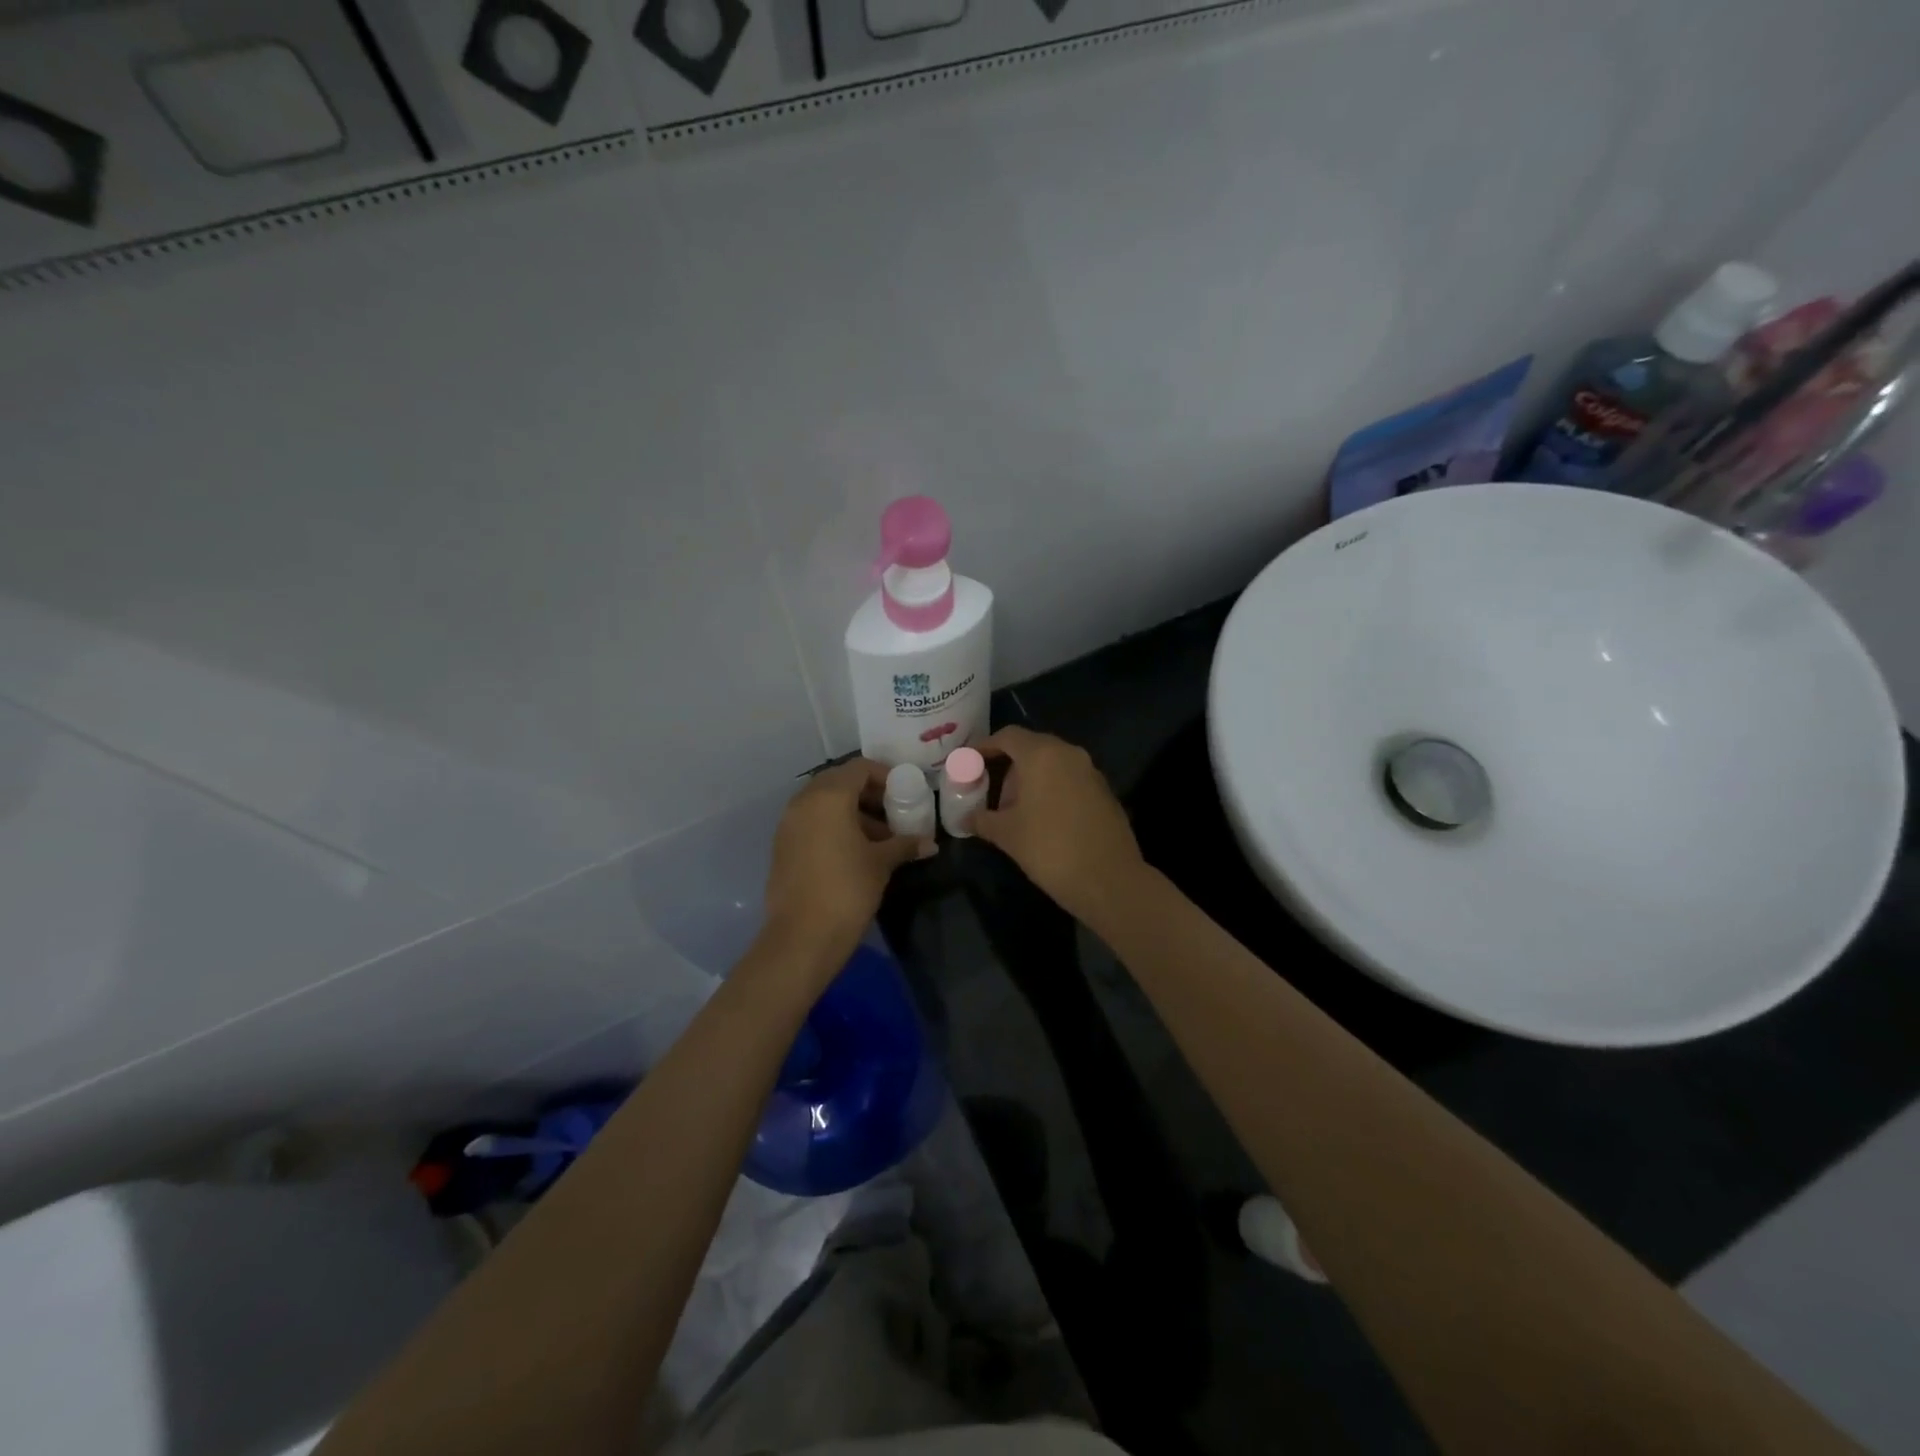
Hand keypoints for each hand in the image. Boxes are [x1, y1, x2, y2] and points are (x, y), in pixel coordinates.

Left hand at [763, 759, 933, 962]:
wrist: (802, 936)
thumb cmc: (847, 889)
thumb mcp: (881, 863)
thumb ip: (905, 844)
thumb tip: (930, 843)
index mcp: (829, 796)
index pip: (860, 768)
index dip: (885, 776)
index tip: (905, 793)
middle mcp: (804, 801)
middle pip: (840, 782)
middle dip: (868, 794)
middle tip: (894, 813)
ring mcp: (788, 823)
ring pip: (824, 804)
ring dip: (852, 812)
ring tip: (880, 838)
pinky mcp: (782, 846)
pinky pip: (812, 822)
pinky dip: (833, 827)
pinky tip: (856, 852)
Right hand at [974, 726, 1146, 922]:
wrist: (1109, 880)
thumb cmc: (1049, 849)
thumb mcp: (1007, 834)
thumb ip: (982, 820)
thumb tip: (965, 819)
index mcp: (1042, 755)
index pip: (1007, 736)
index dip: (984, 746)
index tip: (968, 761)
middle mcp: (1069, 754)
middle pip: (1031, 747)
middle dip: (1008, 766)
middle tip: (991, 792)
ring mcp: (1091, 772)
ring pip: (1053, 764)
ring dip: (1031, 780)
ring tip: (1016, 811)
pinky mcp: (1105, 792)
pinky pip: (1070, 780)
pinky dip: (1052, 790)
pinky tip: (1044, 820)